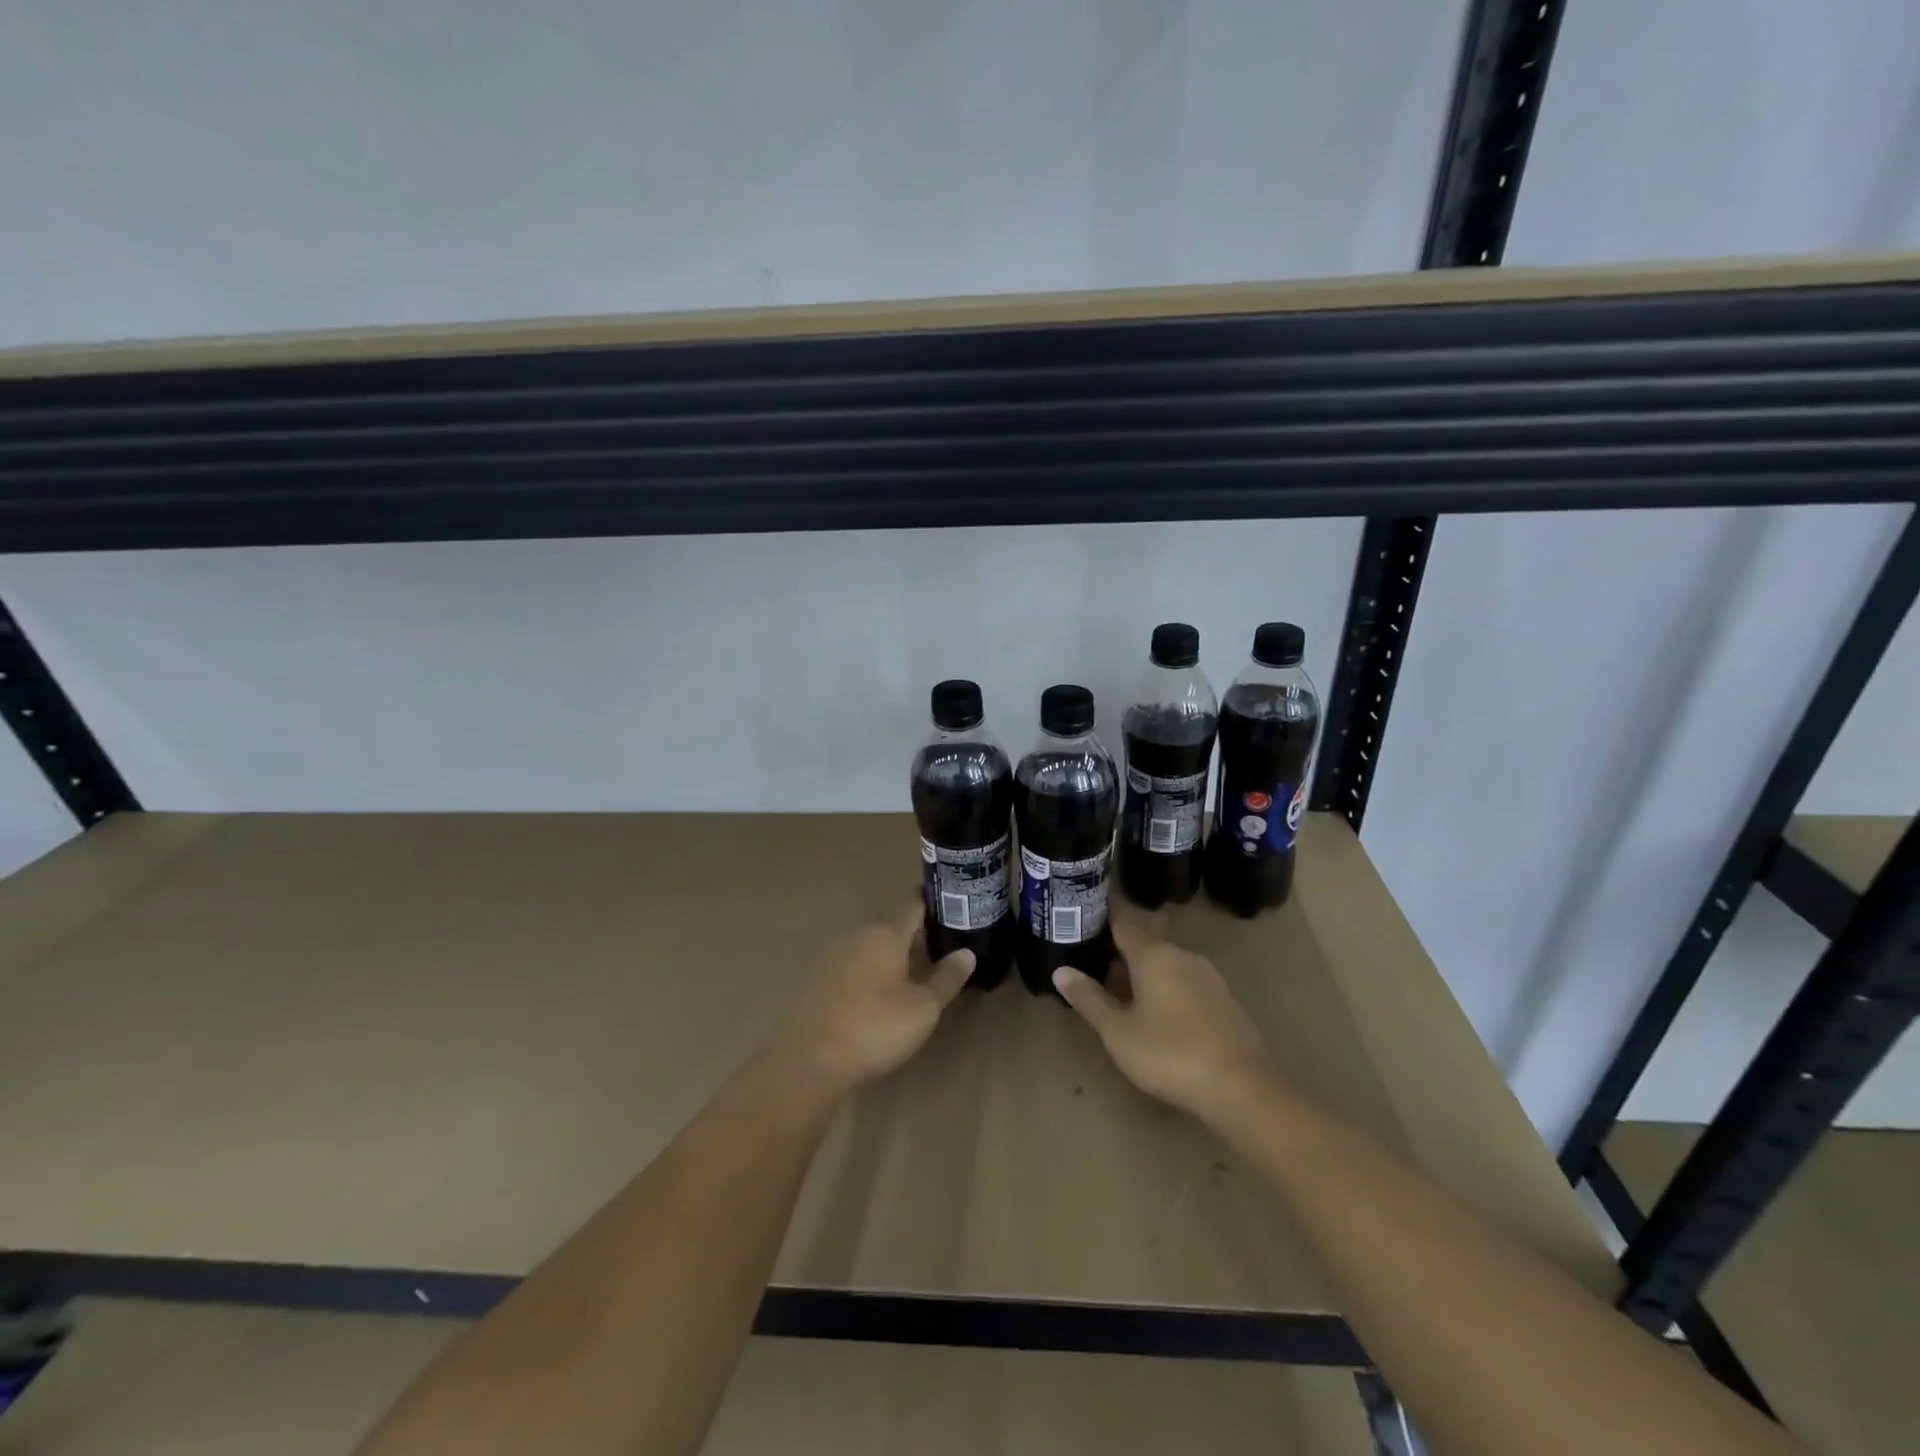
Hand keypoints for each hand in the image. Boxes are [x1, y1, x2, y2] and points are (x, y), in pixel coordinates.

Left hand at [766, 903, 973, 1098]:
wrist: (807, 1061)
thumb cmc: (874, 1027)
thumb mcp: (922, 1008)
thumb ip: (946, 978)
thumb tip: (967, 952)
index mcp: (886, 934)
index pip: (913, 905)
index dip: (933, 902)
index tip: (952, 902)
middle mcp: (858, 936)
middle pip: (891, 928)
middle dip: (914, 936)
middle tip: (941, 948)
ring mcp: (832, 958)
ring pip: (870, 949)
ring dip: (891, 957)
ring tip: (914, 974)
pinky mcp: (817, 982)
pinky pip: (852, 968)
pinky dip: (869, 975)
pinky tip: (878, 997)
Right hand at [1053, 907, 1278, 1123]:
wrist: (1244, 1089)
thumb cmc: (1171, 1054)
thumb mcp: (1118, 1032)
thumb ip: (1090, 999)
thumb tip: (1061, 971)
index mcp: (1154, 954)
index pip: (1123, 919)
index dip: (1102, 914)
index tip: (1082, 912)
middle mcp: (1182, 955)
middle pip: (1145, 941)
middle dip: (1118, 950)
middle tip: (1090, 962)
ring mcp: (1207, 977)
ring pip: (1165, 963)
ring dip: (1140, 972)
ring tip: (1116, 992)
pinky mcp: (1223, 1001)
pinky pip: (1183, 981)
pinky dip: (1163, 988)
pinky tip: (1154, 1014)